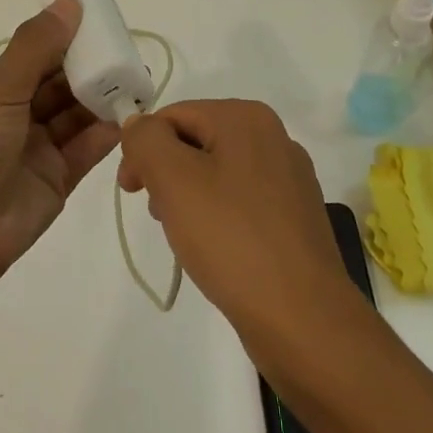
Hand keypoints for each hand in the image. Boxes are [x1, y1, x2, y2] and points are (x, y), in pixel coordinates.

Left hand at [0, 0, 119, 286]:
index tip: (101, 21)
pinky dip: (107, 132)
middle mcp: (12, 114)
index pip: (34, 54)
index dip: (66, 38)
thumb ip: (37, 46)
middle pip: (59, 83)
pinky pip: (86, 148)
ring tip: (137, 80)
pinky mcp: (56, 178)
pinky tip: (131, 115)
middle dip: (90, 68)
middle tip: (127, 52)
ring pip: (75, 114)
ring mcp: (35, 147)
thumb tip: (69, 2)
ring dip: (102, 98)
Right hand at [118, 99, 354, 338]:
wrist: (301, 316)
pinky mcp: (296, 216)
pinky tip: (215, 248)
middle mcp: (274, 137)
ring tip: (185, 236)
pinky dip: (218, 216)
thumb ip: (146, 140)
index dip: (142, 149)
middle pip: (196, 141)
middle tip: (159, 215)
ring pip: (217, 172)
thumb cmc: (231, 238)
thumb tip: (138, 125)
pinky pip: (241, 201)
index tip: (131, 192)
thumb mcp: (173, 179)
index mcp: (247, 117)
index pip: (174, 116)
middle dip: (166, 173)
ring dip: (189, 196)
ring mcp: (290, 178)